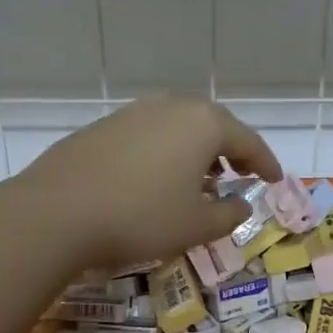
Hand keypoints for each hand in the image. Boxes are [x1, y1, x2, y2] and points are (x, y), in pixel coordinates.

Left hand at [9, 96, 281, 273]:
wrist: (57, 212)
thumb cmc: (141, 218)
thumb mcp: (197, 226)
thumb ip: (229, 215)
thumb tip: (242, 204)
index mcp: (203, 123)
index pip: (247, 141)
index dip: (265, 163)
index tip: (276, 179)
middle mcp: (170, 106)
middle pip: (213, 126)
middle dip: (230, 151)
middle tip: (239, 174)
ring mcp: (133, 111)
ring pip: (178, 127)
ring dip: (195, 151)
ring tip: (199, 179)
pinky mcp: (103, 126)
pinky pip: (149, 135)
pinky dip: (165, 152)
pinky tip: (157, 178)